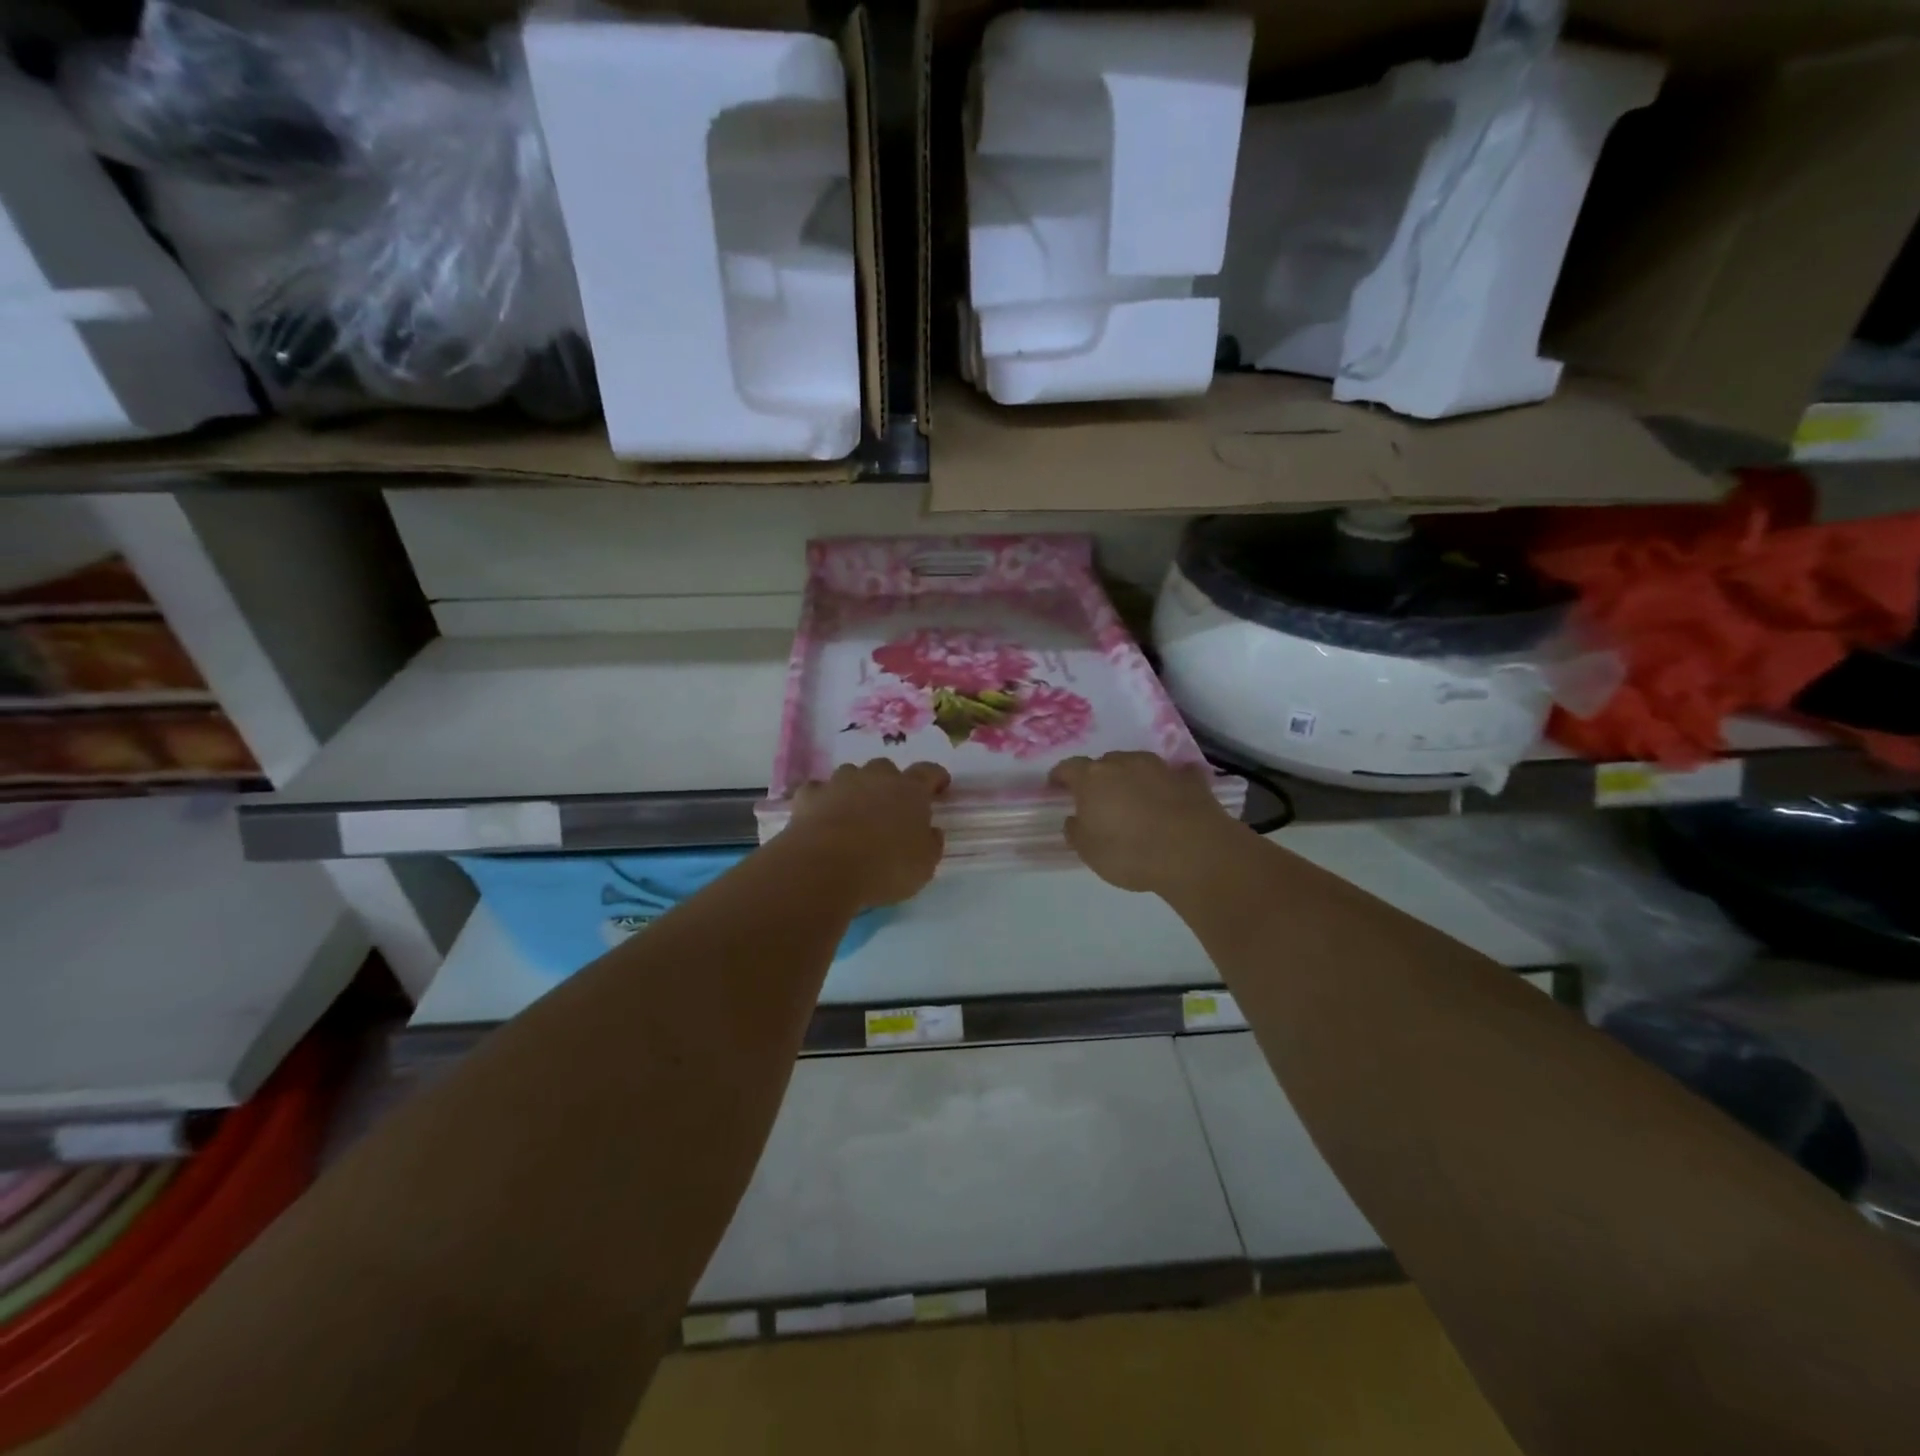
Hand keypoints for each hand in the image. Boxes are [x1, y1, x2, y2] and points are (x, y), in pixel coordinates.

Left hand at [787, 760, 949, 907]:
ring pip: (851, 775)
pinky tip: (821, 816)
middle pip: (886, 769)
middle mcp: (875, 778)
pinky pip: (818, 791)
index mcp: (909, 791)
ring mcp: (839, 783)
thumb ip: (930, 843)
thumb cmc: (885, 867)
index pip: (928, 772)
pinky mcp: (809, 796)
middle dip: (890, 783)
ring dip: (855, 788)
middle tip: (890, 806)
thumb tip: (930, 831)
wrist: (825, 868)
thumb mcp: (924, 865)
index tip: (940, 786)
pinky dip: (822, 800)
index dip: (936, 778)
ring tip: (854, 812)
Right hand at [1049, 752, 1243, 894]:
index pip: (1068, 767)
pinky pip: (1175, 775)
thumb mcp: (1089, 852)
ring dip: (1133, 777)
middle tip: (1100, 799)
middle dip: (1099, 778)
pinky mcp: (1190, 779)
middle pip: (1105, 763)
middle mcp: (1124, 763)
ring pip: (1138, 765)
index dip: (1060, 776)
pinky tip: (1173, 795)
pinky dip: (1170, 782)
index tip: (1056, 786)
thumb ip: (1076, 830)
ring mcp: (1160, 767)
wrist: (1194, 853)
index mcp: (1093, 778)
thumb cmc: (1130, 853)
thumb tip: (1074, 818)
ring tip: (1135, 799)